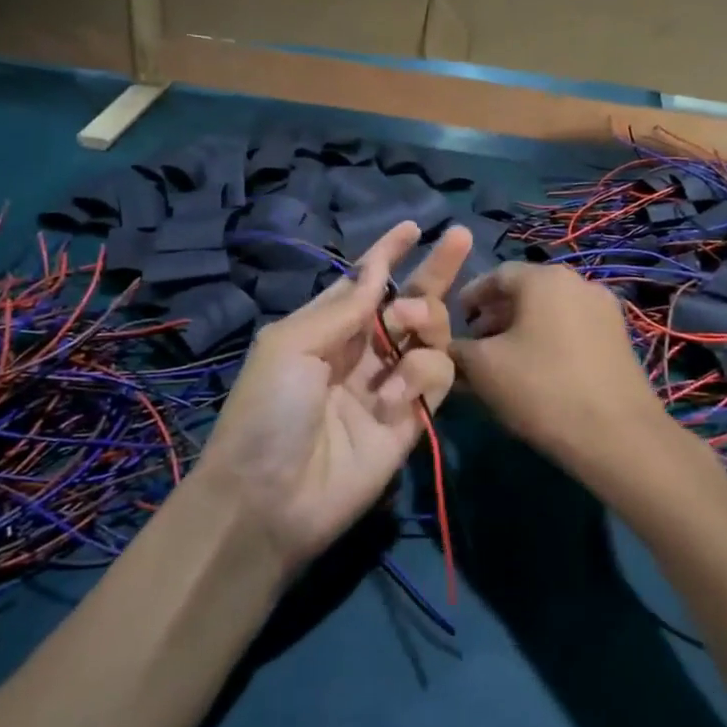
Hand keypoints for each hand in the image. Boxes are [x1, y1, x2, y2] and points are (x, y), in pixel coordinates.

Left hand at [192, 220, 471, 574]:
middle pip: (409, 302)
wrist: (271, 499)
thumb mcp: (291, 345)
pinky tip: (394, 395)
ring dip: (426, 319)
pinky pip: (438, 378)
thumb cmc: (268, 411)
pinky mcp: (413, 417)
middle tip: (458, 239)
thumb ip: (343, 307)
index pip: (365, 283)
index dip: (388, 254)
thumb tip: (376, 269)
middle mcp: (362, 351)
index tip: (412, 226)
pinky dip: (423, 375)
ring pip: (431, 335)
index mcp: (327, 328)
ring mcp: (390, 384)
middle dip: (434, 270)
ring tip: (407, 326)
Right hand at [451, 262, 669, 472]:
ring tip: (502, 362)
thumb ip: (458, 350)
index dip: (470, 297)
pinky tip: (536, 372)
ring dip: (521, 330)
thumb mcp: (483, 368)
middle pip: (526, 292)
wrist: (617, 435)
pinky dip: (548, 341)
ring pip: (550, 312)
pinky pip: (572, 330)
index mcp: (545, 278)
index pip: (496, 275)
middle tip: (475, 345)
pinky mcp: (619, 339)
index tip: (454, 321)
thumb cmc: (541, 388)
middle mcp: (579, 282)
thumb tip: (453, 349)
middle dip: (495, 316)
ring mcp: (605, 310)